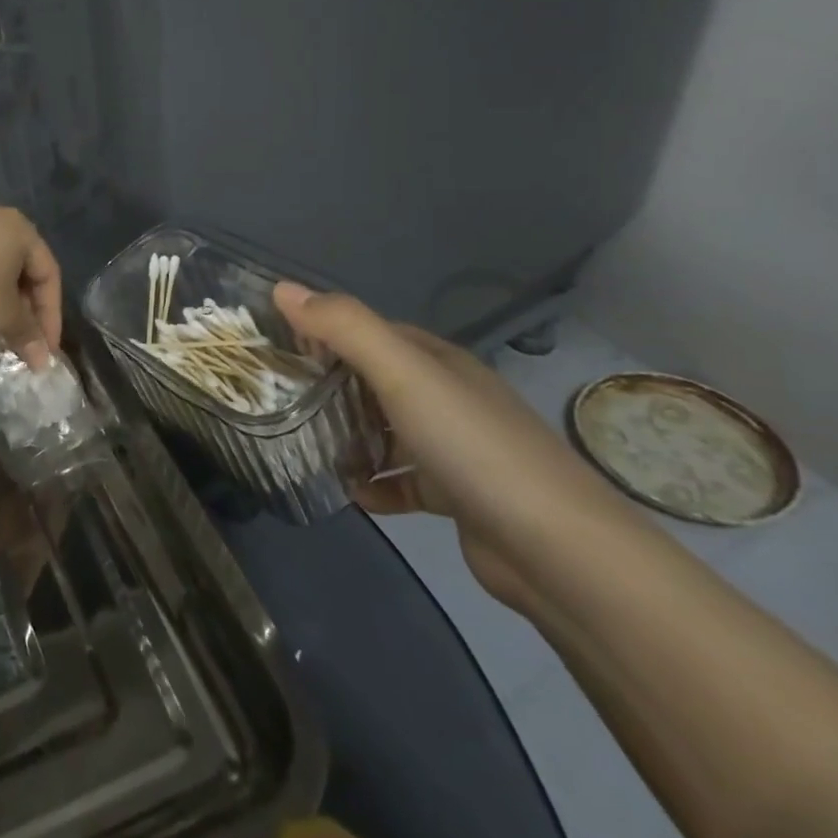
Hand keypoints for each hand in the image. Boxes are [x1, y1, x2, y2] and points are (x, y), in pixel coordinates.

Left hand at [0, 207, 62, 366]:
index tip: (46, 348)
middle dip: (26, 308)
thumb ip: (28, 333)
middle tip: (25, 340)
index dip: (51, 315)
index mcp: (19, 227)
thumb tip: (43, 361)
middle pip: (21, 266)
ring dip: (1, 299)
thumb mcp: (4, 315)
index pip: (48, 273)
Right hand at [273, 283, 615, 607]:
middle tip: (280, 400)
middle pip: (375, 380)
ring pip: (386, 430)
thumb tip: (282, 287)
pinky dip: (376, 484)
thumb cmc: (472, 446)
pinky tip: (353, 493)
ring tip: (305, 445)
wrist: (559, 551)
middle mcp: (448, 397)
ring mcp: (456, 448)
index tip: (278, 349)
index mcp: (438, 361)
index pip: (371, 332)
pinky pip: (404, 481)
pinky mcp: (459, 496)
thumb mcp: (403, 374)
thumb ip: (344, 327)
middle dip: (330, 386)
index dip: (325, 333)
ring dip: (350, 437)